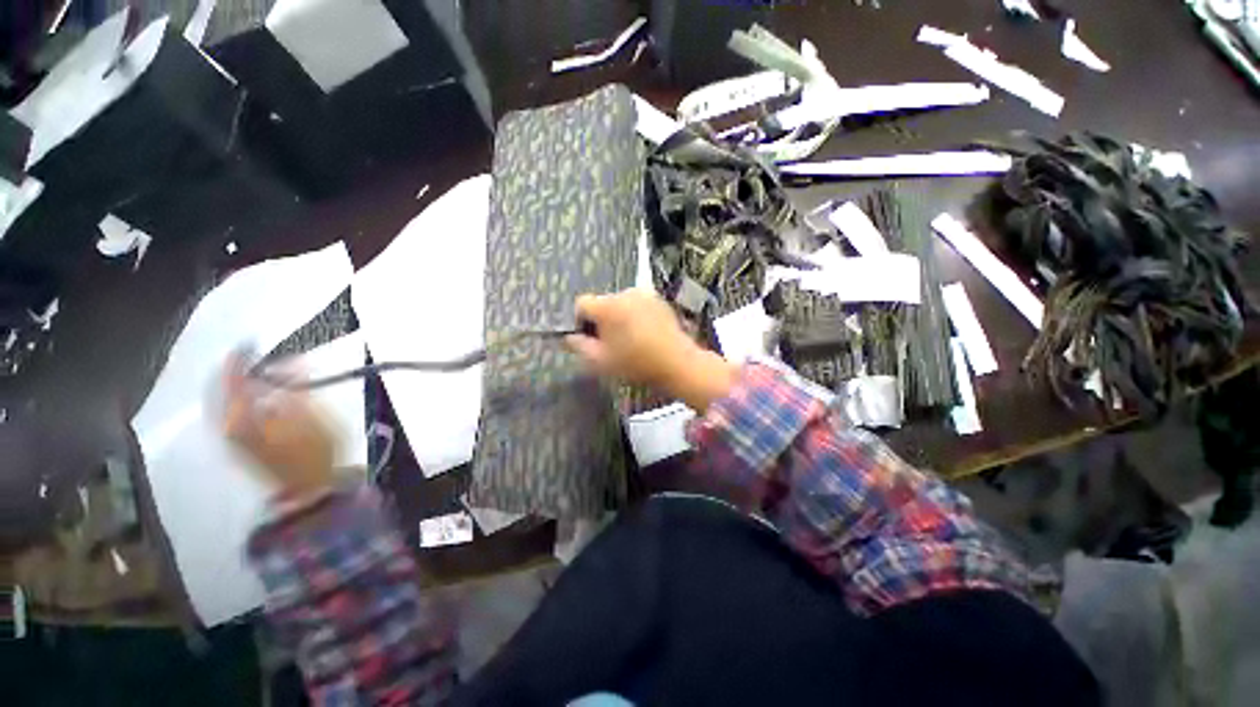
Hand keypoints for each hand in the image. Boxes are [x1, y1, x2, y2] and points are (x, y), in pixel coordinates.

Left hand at [221, 355, 337, 497]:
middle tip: (256, 357)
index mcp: (244, 417)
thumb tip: (290, 362)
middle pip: (224, 389)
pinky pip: (232, 411)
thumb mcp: (313, 417)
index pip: (233, 380)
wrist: (308, 487)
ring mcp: (232, 435)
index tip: (252, 343)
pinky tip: (257, 394)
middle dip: (239, 371)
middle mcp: (229, 424)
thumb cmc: (315, 452)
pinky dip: (242, 398)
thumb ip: (298, 388)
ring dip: (240, 384)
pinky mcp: (238, 442)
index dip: (241, 359)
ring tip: (259, 372)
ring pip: (226, 401)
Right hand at [566, 289, 736, 410]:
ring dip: (619, 317)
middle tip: (611, 343)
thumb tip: (569, 336)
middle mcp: (624, 292)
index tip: (590, 339)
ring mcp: (644, 294)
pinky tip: (644, 333)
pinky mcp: (658, 299)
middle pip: (602, 303)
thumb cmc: (636, 364)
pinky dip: (635, 315)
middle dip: (602, 321)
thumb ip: (578, 346)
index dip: (581, 322)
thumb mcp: (600, 361)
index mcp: (607, 306)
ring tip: (630, 339)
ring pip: (619, 304)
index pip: (581, 304)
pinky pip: (637, 304)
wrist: (677, 363)